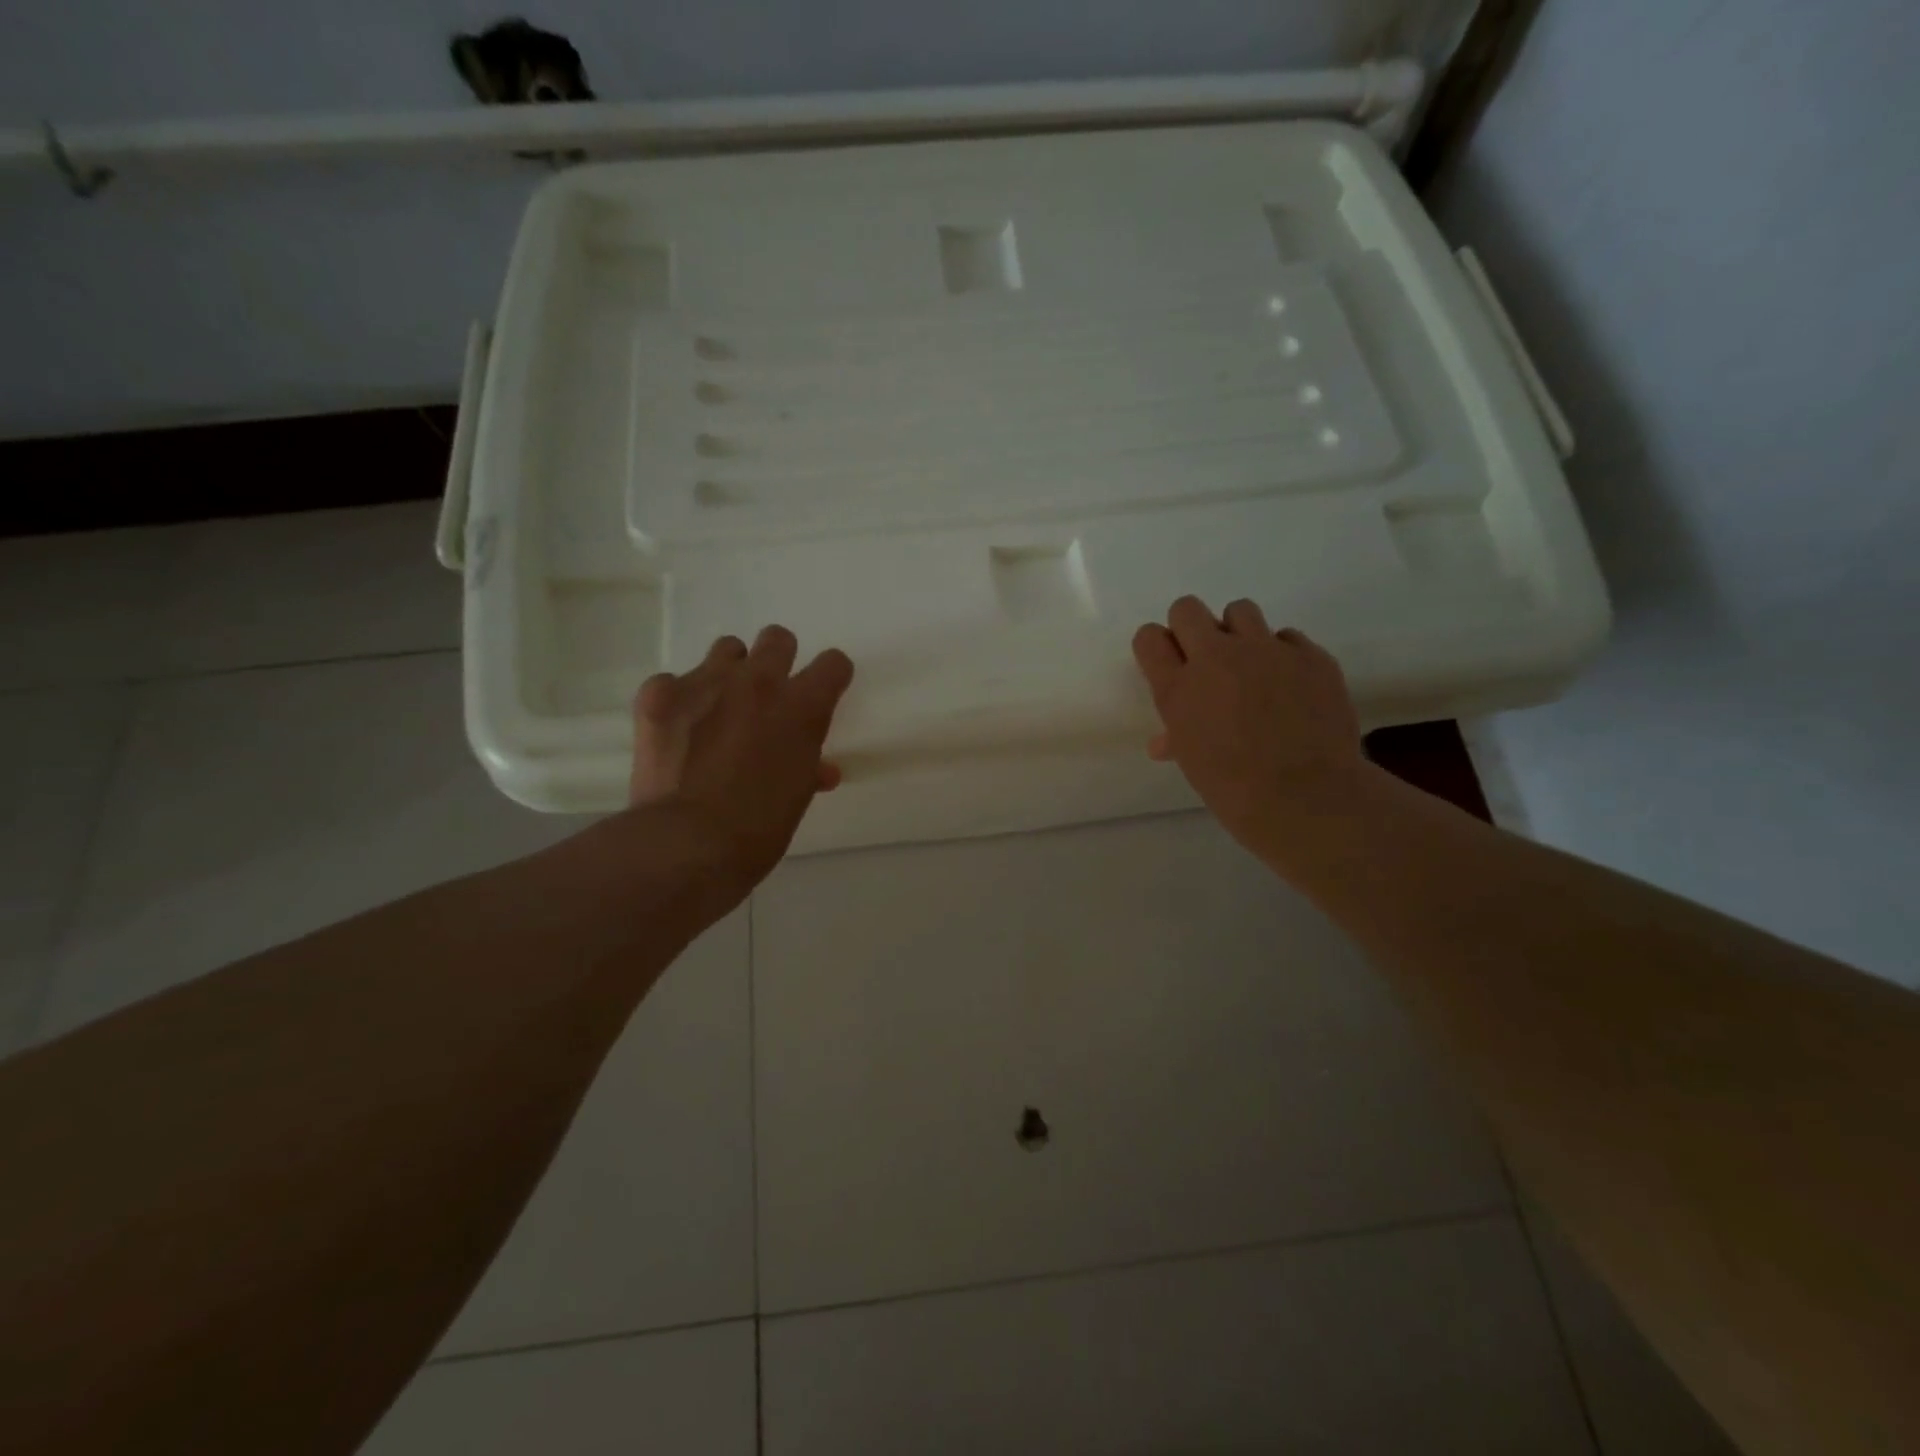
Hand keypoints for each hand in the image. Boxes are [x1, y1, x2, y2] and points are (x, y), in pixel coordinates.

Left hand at [630, 626, 853, 896]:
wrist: (687, 843)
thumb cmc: (758, 829)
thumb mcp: (797, 797)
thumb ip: (808, 767)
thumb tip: (820, 769)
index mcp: (802, 707)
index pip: (834, 664)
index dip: (830, 678)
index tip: (823, 693)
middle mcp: (759, 681)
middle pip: (778, 639)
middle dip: (778, 661)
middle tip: (767, 696)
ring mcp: (706, 682)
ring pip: (727, 649)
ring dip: (730, 672)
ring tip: (719, 707)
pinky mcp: (660, 695)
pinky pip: (672, 681)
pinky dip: (677, 701)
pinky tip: (676, 731)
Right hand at [1131, 596, 1366, 864]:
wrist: (1306, 797)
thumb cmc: (1235, 789)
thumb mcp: (1192, 761)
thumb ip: (1176, 735)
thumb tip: (1165, 742)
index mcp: (1178, 688)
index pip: (1149, 637)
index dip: (1158, 648)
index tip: (1170, 664)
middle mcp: (1216, 657)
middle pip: (1186, 609)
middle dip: (1192, 629)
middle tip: (1207, 661)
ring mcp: (1266, 650)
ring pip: (1239, 610)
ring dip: (1239, 633)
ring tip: (1252, 666)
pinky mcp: (1309, 654)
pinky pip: (1287, 637)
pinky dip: (1284, 656)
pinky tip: (1292, 686)